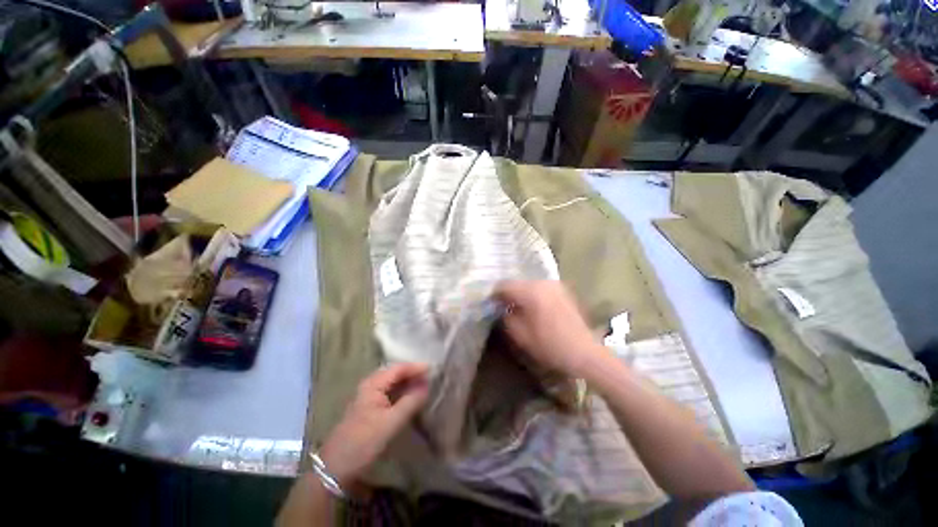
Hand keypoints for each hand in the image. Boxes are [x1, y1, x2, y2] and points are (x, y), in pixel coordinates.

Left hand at [319, 363, 429, 486]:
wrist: (336, 467)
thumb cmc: (364, 441)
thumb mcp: (391, 422)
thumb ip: (411, 402)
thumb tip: (426, 386)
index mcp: (373, 384)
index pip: (398, 368)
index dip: (416, 367)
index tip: (433, 369)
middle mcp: (370, 385)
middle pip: (395, 372)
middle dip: (413, 372)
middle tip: (431, 375)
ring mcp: (369, 396)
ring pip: (392, 382)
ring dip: (408, 382)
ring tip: (424, 383)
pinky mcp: (369, 407)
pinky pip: (389, 392)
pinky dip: (402, 391)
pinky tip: (410, 396)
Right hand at [495, 280, 602, 375]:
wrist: (583, 353)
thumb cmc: (549, 345)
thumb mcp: (520, 335)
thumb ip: (506, 317)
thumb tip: (502, 308)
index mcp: (530, 291)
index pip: (505, 285)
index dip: (495, 294)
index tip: (490, 304)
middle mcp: (542, 283)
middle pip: (518, 283)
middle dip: (509, 294)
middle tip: (503, 306)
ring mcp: (555, 285)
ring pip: (530, 285)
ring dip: (522, 294)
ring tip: (518, 308)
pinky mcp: (563, 291)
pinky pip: (542, 289)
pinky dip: (534, 295)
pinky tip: (534, 308)